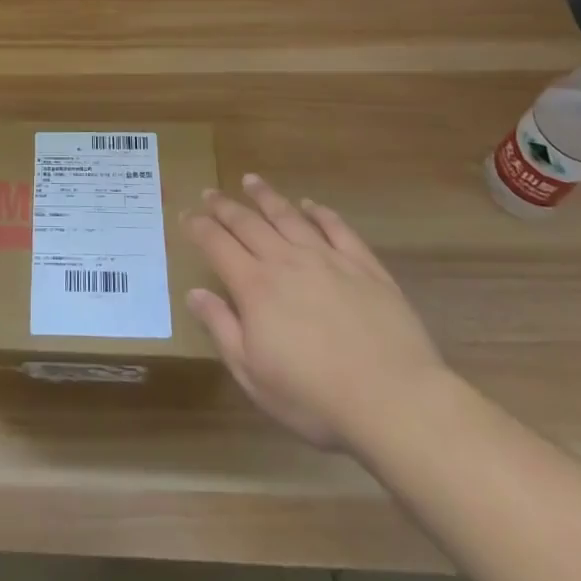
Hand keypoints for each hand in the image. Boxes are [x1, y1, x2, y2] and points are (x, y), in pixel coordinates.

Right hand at [184, 174, 449, 451]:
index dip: (198, 227)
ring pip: (288, 216)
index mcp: (255, 286)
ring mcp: (327, 258)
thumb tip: (193, 293)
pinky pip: (336, 228)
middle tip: (210, 192)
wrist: (395, 400)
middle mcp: (286, 261)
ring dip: (266, 197)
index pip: (217, 244)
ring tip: (250, 181)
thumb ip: (222, 328)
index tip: (185, 215)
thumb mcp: (254, 375)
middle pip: (248, 223)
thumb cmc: (316, 398)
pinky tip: (310, 205)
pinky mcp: (364, 265)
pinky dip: (320, 212)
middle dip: (224, 206)